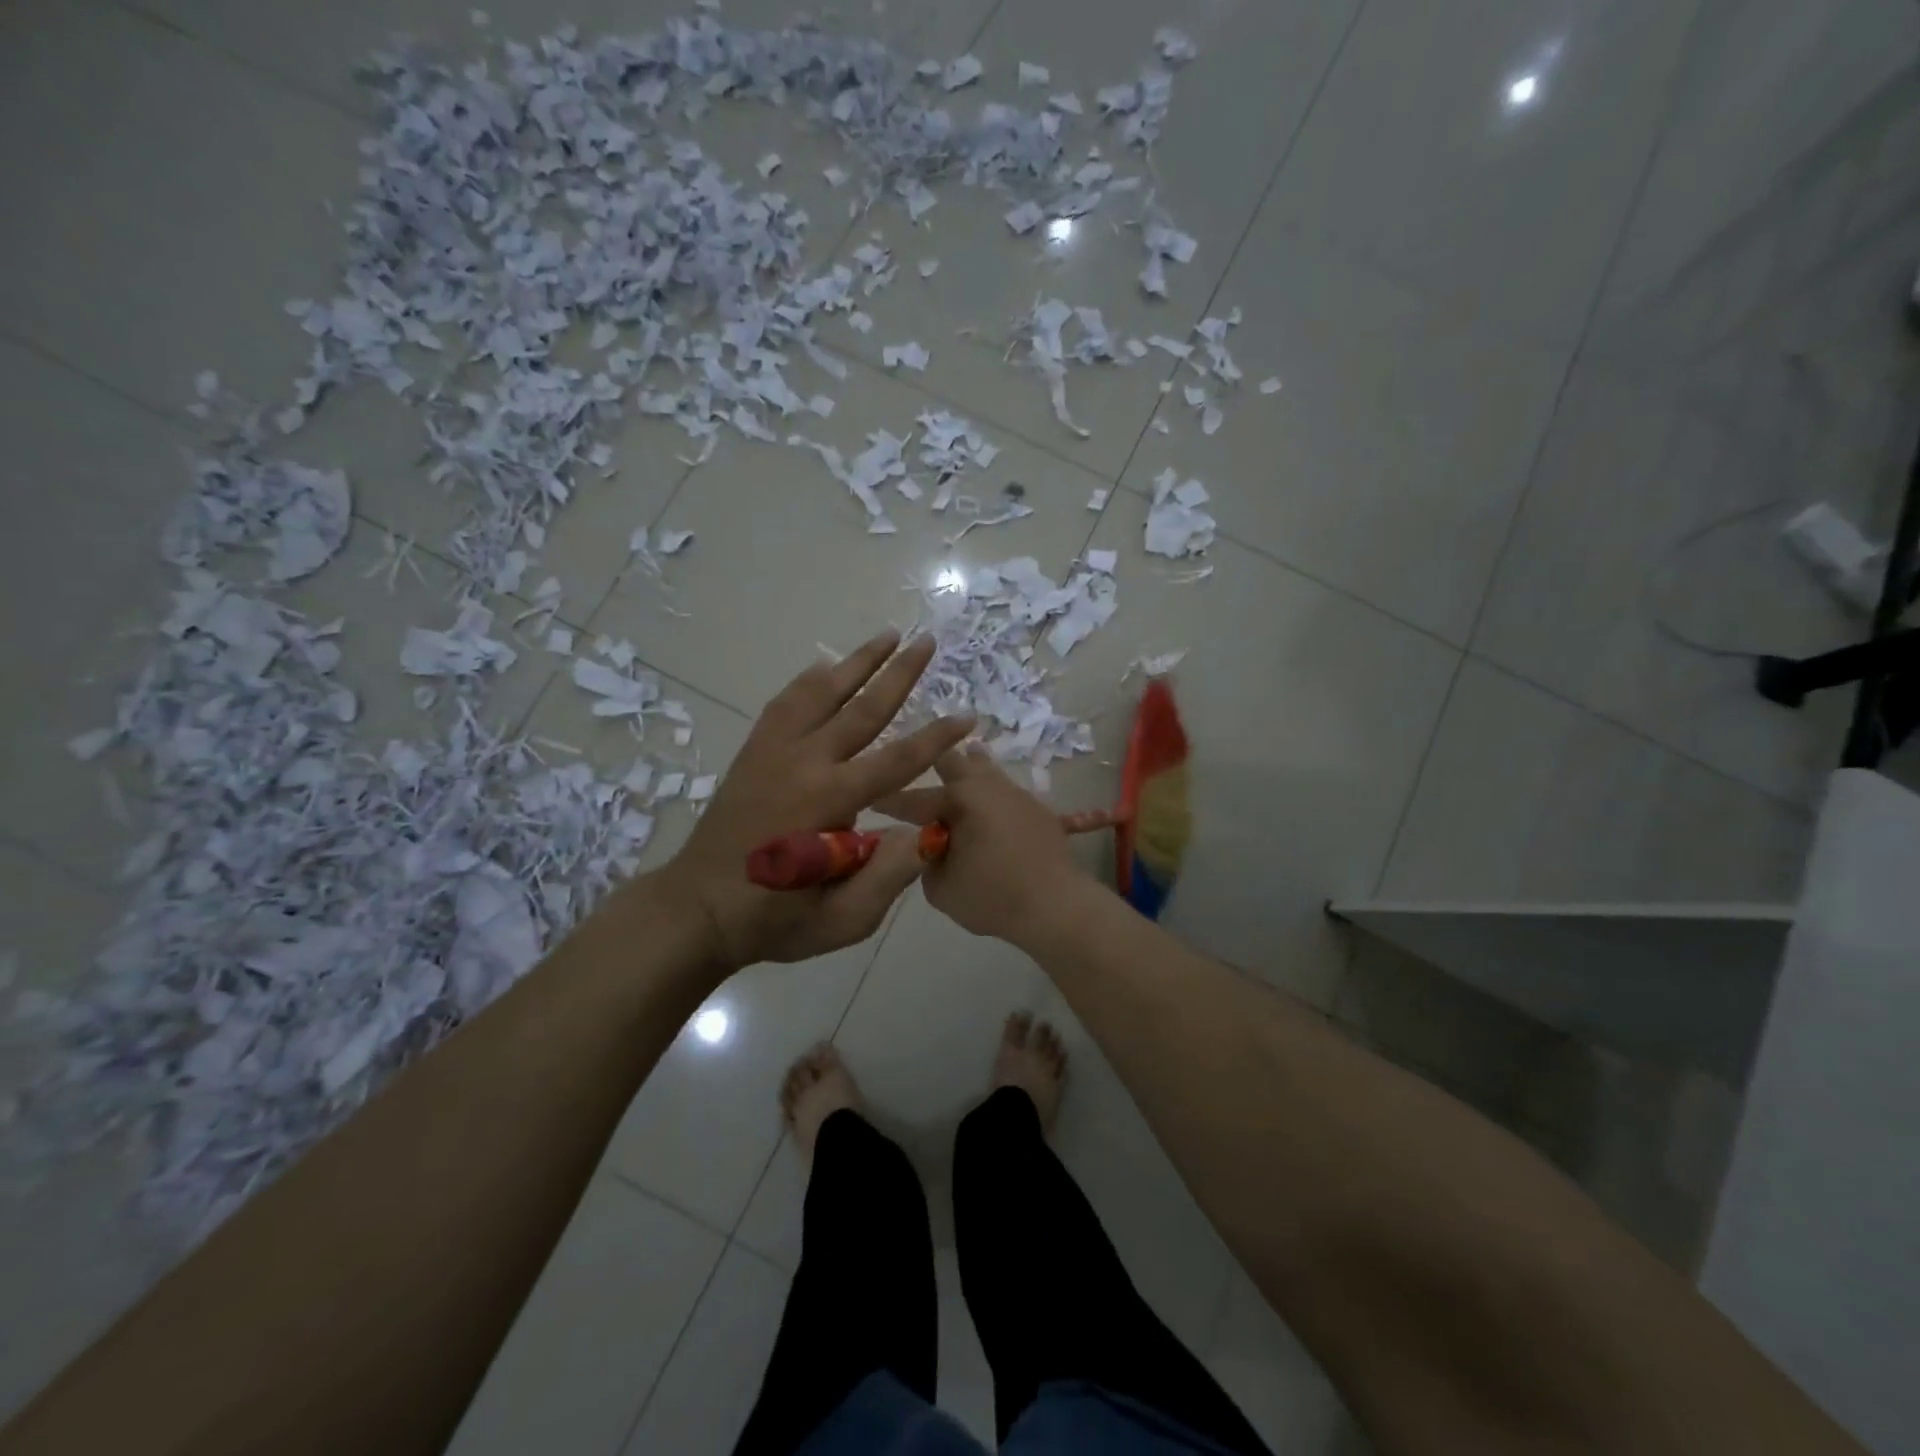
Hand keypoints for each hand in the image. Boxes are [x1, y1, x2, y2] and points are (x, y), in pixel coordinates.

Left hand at [661, 631, 973, 971]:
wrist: (697, 909)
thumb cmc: (774, 919)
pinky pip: (785, 703)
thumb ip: (889, 876)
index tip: (968, 715)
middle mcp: (804, 762)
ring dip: (857, 661)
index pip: (897, 759)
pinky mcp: (754, 752)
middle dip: (900, 673)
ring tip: (887, 634)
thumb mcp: (842, 918)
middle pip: (861, 708)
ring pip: (821, 692)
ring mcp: (773, 752)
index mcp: (830, 801)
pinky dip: (809, 680)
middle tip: (927, 641)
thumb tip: (930, 831)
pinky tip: (825, 666)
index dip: (937, 737)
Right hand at [877, 745, 1094, 946]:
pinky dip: (998, 793)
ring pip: (987, 768)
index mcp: (958, 799)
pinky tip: (1005, 791)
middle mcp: (987, 787)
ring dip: (970, 765)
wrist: (1056, 905)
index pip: (913, 799)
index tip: (870, 799)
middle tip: (917, 761)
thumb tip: (930, 846)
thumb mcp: (941, 887)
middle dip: (932, 760)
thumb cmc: (992, 896)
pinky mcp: (1039, 810)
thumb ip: (927, 861)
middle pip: (954, 761)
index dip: (888, 801)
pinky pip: (1012, 794)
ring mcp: (1017, 795)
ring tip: (963, 756)